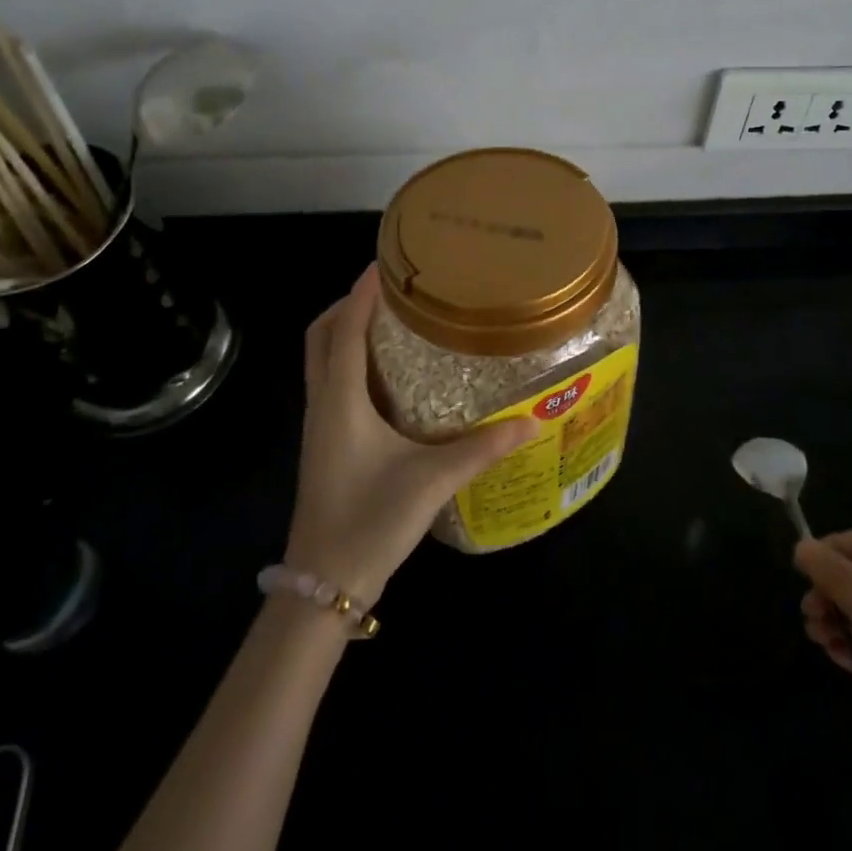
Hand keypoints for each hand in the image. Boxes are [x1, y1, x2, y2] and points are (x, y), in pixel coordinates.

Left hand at [285, 266, 535, 605]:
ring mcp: (319, 426)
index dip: (360, 292)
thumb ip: (482, 448)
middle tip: (388, 292)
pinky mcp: (324, 445)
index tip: (383, 263)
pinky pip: (330, 384)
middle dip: (346, 306)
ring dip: (345, 332)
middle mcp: (323, 404)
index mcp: (341, 399)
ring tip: (390, 323)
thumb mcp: (431, 480)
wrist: (323, 586)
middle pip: (321, 337)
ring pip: (322, 361)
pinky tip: (386, 377)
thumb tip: (532, 421)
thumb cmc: (369, 521)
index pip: (344, 328)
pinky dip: (348, 362)